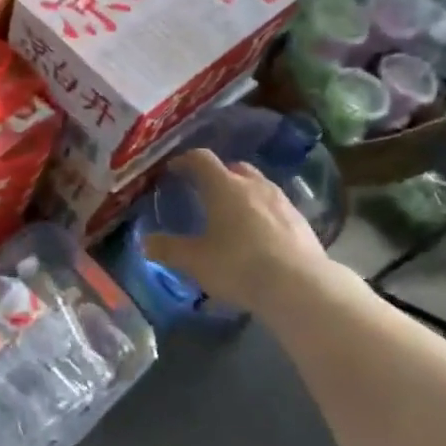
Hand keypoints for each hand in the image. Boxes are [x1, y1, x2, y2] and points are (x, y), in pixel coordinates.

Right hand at [141, 150, 358, 312]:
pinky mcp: (301, 221)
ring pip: (258, 185)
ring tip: (233, 214)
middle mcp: (253, 185)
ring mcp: (281, 201)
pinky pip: (275, 206)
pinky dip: (262, 212)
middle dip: (218, 175)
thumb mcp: (196, 261)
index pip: (201, 159)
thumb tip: (145, 242)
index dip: (185, 161)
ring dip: (243, 192)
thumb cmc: (239, 265)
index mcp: (224, 186)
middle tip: (205, 192)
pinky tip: (259, 235)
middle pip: (234, 167)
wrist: (300, 286)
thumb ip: (169, 249)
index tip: (174, 169)